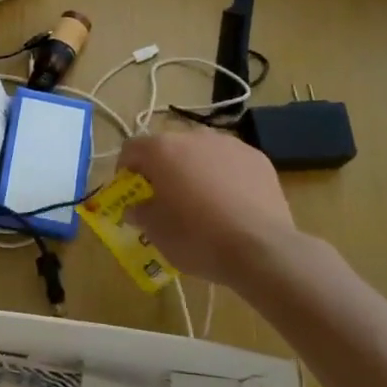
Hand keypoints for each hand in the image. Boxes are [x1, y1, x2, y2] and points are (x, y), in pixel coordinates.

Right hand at [118, 127, 335, 292]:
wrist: (261, 249)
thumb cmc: (197, 237)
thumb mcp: (156, 231)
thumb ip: (140, 212)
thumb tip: (135, 207)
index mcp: (162, 150)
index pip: (131, 148)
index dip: (125, 169)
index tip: (130, 192)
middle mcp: (194, 137)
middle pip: (168, 147)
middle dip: (162, 169)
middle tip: (165, 198)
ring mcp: (230, 145)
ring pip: (201, 152)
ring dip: (194, 169)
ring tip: (201, 201)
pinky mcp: (258, 159)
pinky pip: (231, 163)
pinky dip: (224, 176)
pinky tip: (231, 204)